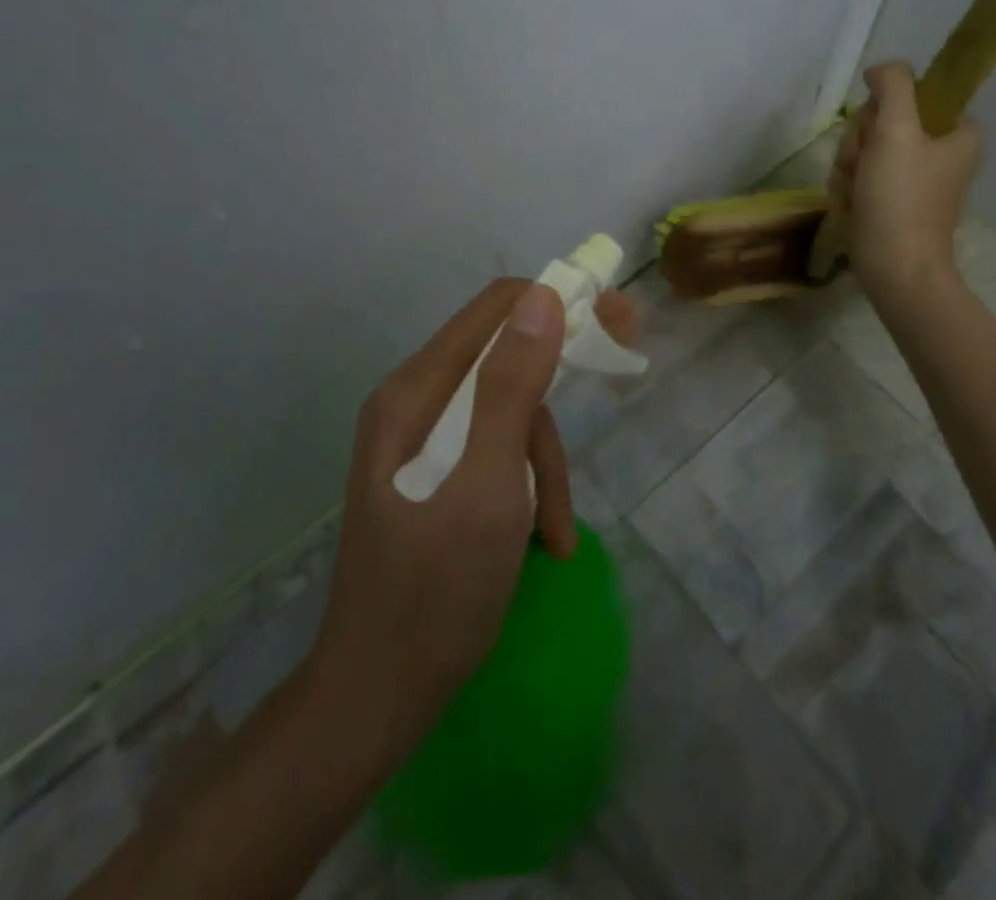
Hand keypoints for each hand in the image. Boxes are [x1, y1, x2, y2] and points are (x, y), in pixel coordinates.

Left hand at [309, 277, 639, 764]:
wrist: (374, 700)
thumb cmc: (434, 593)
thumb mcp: (487, 486)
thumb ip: (511, 388)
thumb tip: (544, 296)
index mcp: (417, 390)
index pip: (498, 307)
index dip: (561, 303)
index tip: (618, 322)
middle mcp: (414, 401)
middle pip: (506, 358)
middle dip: (558, 389)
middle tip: (622, 375)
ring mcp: (421, 440)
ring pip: (509, 413)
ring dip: (544, 463)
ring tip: (554, 531)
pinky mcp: (435, 475)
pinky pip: (496, 451)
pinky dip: (527, 487)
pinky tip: (541, 541)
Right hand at [827, 61, 981, 302]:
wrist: (894, 269)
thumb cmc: (901, 199)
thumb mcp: (897, 130)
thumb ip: (893, 86)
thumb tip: (881, 69)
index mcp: (958, 133)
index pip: (910, 96)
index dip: (883, 111)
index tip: (879, 134)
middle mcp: (940, 153)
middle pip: (881, 123)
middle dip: (860, 145)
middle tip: (863, 167)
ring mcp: (914, 179)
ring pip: (864, 150)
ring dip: (849, 168)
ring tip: (857, 192)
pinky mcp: (892, 202)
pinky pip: (859, 177)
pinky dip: (849, 190)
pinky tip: (852, 206)